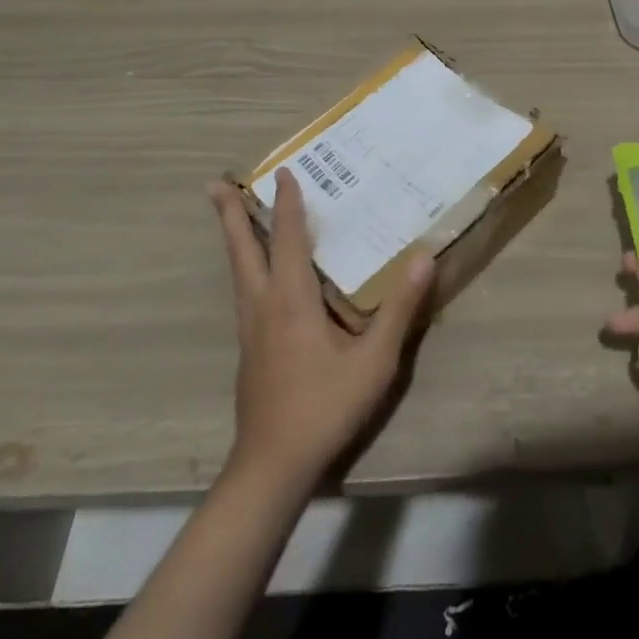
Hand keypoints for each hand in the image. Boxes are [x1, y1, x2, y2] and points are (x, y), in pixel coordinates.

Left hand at [210, 169, 433, 488]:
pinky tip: (255, 273)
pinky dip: (245, 264)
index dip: (286, 202)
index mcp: (291, 299)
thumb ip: (399, 310)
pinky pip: (244, 290)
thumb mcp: (373, 362)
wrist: (272, 468)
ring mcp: (250, 328)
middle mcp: (263, 305)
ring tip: (229, 214)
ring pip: (237, 270)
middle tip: (214, 184)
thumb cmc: (324, 408)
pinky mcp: (249, 349)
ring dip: (233, 237)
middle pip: (242, 249)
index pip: (286, 237)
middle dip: (230, 214)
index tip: (284, 170)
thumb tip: (424, 257)